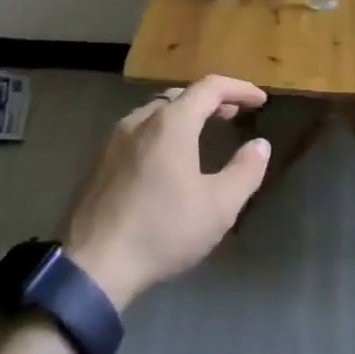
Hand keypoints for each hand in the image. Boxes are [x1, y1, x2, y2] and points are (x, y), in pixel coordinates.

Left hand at [61, 76, 270, 310]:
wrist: (94, 265)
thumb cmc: (163, 230)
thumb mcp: (219, 207)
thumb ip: (245, 171)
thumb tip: (260, 145)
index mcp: (171, 123)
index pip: (210, 87)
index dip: (239, 88)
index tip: (260, 100)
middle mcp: (140, 120)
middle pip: (180, 95)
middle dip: (211, 100)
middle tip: (234, 113)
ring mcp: (115, 139)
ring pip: (156, 111)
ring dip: (184, 114)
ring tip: (203, 131)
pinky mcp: (100, 161)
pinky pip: (138, 131)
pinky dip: (162, 131)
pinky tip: (167, 158)